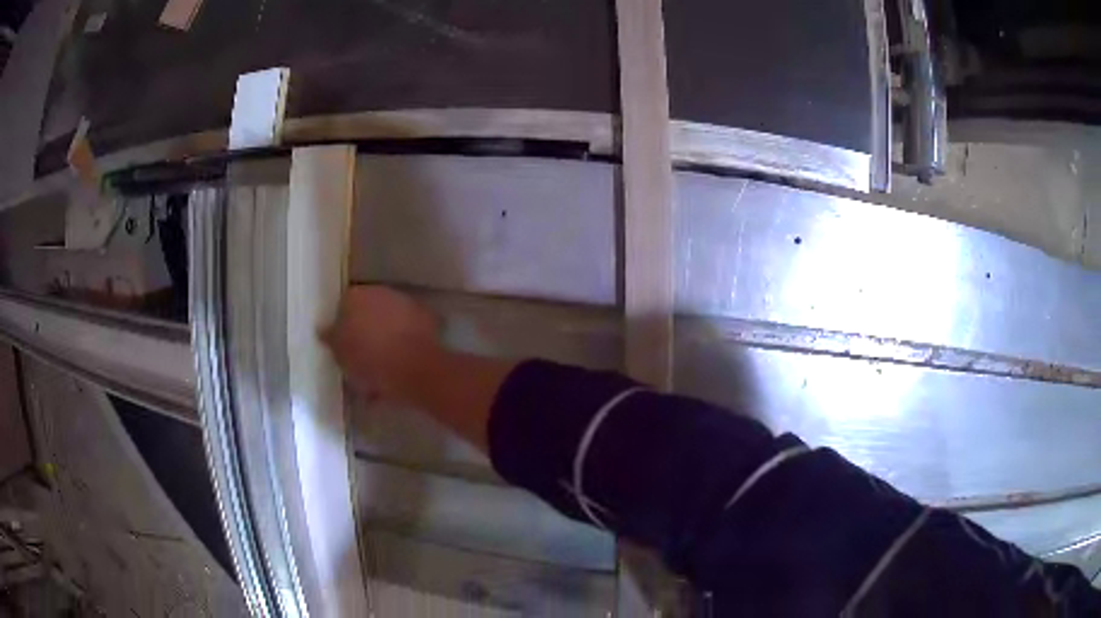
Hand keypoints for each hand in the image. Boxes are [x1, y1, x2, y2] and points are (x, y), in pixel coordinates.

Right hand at [324, 286, 441, 401]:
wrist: (414, 368)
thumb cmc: (369, 358)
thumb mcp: (339, 353)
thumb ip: (331, 338)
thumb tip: (325, 330)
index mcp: (355, 295)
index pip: (343, 306)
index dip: (342, 326)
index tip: (342, 346)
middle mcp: (381, 292)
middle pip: (368, 312)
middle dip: (364, 331)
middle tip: (360, 358)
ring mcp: (406, 303)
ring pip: (389, 323)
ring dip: (385, 339)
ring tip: (381, 370)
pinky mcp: (428, 319)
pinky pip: (408, 334)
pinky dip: (404, 346)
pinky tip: (400, 369)